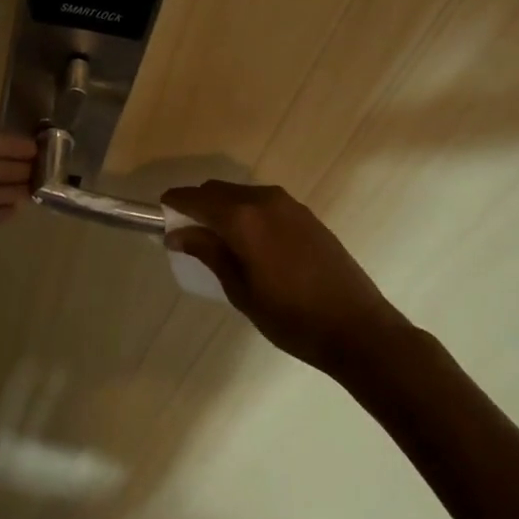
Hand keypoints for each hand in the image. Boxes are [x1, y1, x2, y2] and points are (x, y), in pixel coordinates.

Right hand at [160, 181, 403, 371]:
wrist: (358, 328)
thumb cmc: (291, 317)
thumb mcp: (240, 289)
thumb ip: (208, 253)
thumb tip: (177, 233)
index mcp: (244, 218)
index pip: (197, 198)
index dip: (174, 203)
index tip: (160, 213)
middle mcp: (265, 200)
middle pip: (219, 191)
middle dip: (198, 205)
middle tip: (186, 233)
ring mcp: (290, 206)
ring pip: (242, 195)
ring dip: (224, 208)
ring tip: (217, 240)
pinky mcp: (307, 216)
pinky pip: (264, 203)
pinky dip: (247, 213)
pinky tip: (249, 242)